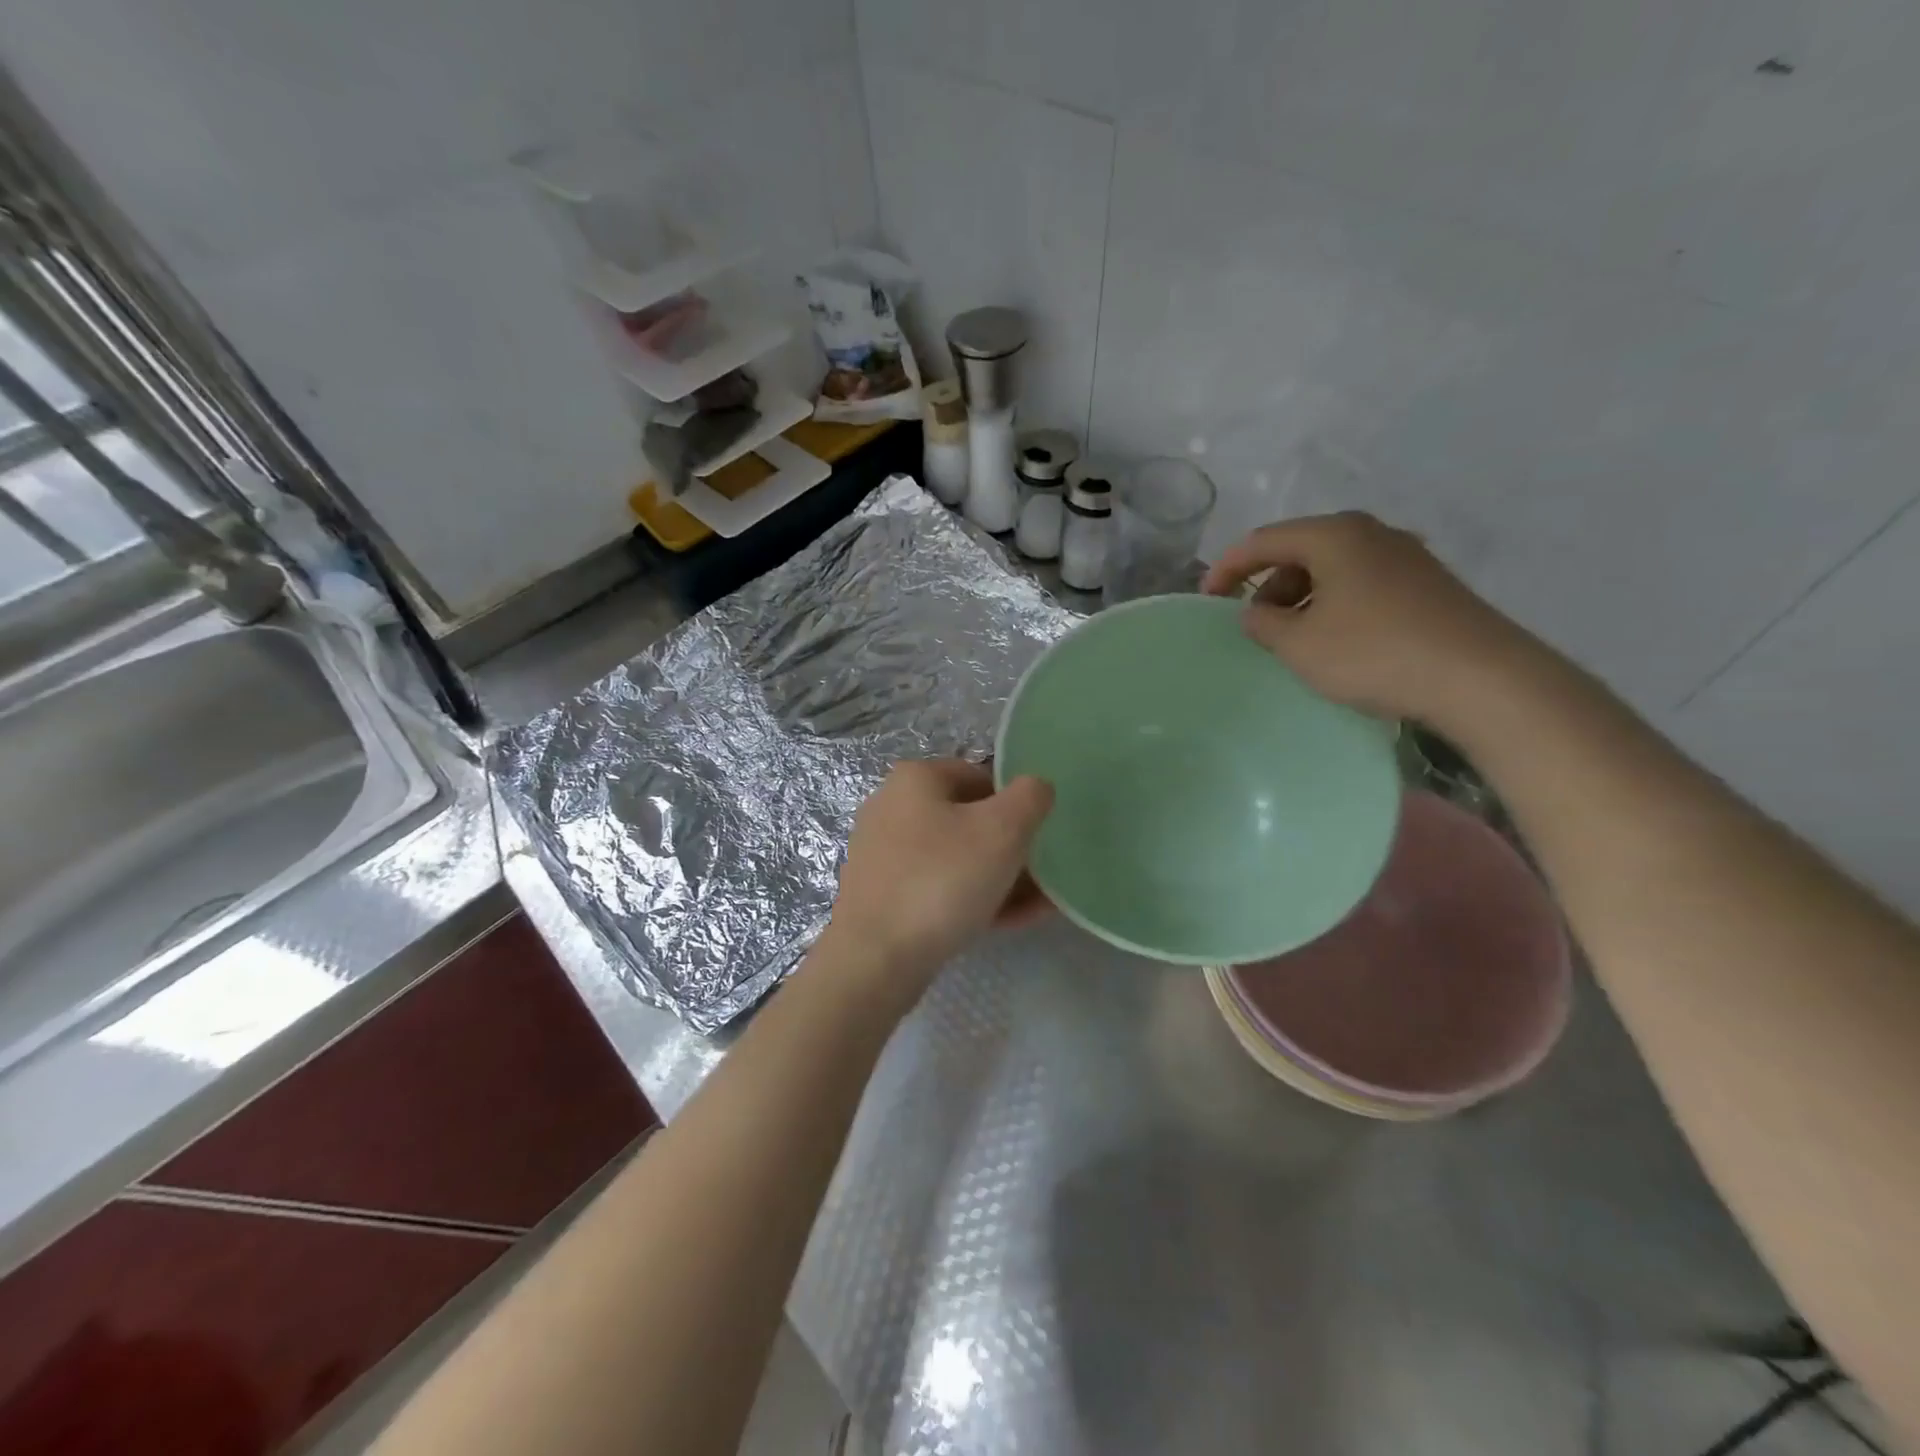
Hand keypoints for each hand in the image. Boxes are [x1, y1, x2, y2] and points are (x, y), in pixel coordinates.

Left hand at [823, 759, 1053, 1004]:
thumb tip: (1036, 787)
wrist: (875, 959)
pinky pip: (938, 888)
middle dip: (1012, 847)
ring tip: (1039, 905)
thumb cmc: (942, 880)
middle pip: (969, 820)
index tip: (1039, 837)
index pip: (981, 776)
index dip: (1017, 804)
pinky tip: (1008, 921)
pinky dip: (972, 898)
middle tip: (1044, 875)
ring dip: (1000, 877)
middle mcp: (892, 808)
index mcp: (915, 779)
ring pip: (957, 858)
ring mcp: (883, 854)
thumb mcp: (1003, 830)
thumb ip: (1030, 797)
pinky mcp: (882, 895)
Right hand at [1201, 511, 1537, 729]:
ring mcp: (1405, 555)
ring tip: (1294, 639)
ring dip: (1302, 598)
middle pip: (1300, 550)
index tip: (1206, 598)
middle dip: (1268, 585)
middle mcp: (1370, 532)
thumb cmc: (1373, 652)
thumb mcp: (1299, 644)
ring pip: (1333, 568)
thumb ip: (1263, 623)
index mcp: (1333, 535)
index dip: (1227, 568)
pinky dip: (1334, 605)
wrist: (1480, 677)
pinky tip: (1337, 640)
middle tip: (1255, 625)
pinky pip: (1361, 584)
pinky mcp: (1427, 583)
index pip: (1263, 541)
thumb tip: (1254, 612)